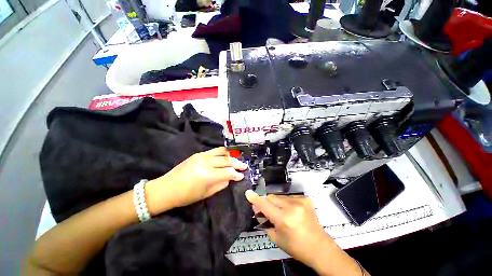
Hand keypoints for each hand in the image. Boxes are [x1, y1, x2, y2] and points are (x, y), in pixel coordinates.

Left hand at [146, 147, 246, 214]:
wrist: (166, 188)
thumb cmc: (186, 195)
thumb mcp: (206, 193)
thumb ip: (221, 184)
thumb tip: (230, 178)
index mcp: (207, 175)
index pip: (228, 172)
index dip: (237, 174)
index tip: (242, 175)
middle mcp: (205, 162)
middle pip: (226, 159)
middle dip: (237, 163)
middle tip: (244, 166)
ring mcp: (202, 156)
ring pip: (222, 151)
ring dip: (231, 155)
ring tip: (237, 159)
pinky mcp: (198, 153)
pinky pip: (214, 150)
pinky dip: (223, 152)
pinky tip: (227, 156)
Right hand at [245, 190, 333, 269]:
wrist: (320, 248)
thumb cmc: (296, 247)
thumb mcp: (276, 238)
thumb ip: (264, 221)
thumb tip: (256, 209)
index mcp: (284, 219)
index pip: (265, 205)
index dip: (255, 199)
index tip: (248, 193)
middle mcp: (292, 207)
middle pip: (271, 197)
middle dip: (267, 203)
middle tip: (269, 212)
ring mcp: (300, 201)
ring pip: (280, 197)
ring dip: (277, 203)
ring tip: (283, 214)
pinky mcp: (306, 199)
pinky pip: (289, 197)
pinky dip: (287, 203)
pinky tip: (293, 212)